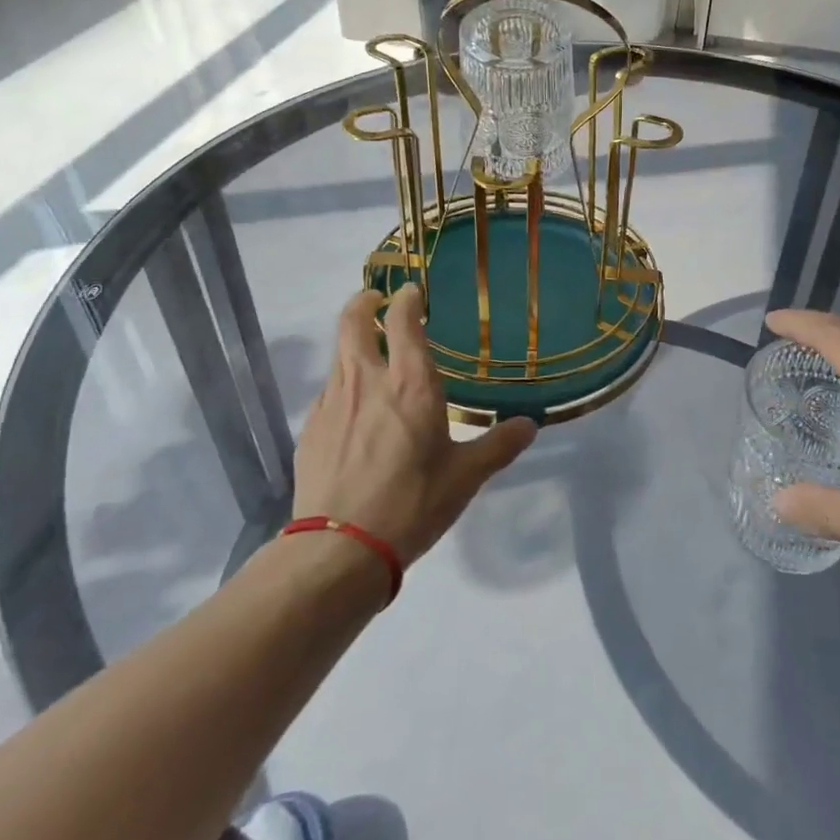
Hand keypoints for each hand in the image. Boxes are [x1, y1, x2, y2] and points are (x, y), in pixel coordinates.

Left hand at [292, 285, 536, 563]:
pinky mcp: (310, 429)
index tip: (412, 291)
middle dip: (363, 302)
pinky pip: (328, 391)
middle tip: (376, 301)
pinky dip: (342, 385)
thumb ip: (499, 445)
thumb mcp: (466, 477)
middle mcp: (366, 380)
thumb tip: (530, 425)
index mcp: (410, 384)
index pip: (402, 320)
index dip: (406, 298)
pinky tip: (354, 411)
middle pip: (352, 321)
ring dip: (353, 344)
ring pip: (338, 355)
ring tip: (370, 356)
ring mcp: (331, 403)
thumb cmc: (412, 503)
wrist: (339, 548)